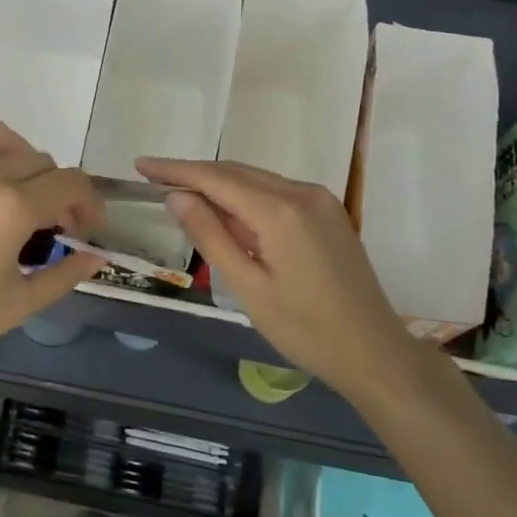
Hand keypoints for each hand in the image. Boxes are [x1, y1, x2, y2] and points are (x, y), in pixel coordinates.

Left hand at [0, 118, 103, 382]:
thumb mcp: (16, 306)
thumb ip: (64, 275)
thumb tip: (97, 256)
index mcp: (12, 209)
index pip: (71, 183)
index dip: (88, 202)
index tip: (82, 226)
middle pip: (38, 160)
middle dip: (55, 188)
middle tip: (46, 220)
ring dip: (18, 156)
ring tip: (12, 184)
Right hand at [137, 157, 417, 398]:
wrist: (374, 352)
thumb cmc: (306, 330)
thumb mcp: (249, 287)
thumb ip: (212, 237)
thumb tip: (177, 197)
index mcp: (282, 211)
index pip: (217, 178)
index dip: (176, 170)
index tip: (141, 164)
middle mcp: (303, 193)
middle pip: (237, 172)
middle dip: (194, 173)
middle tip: (153, 178)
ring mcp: (320, 200)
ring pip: (257, 179)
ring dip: (219, 183)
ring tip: (180, 192)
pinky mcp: (328, 212)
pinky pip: (276, 192)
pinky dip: (245, 195)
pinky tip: (226, 210)